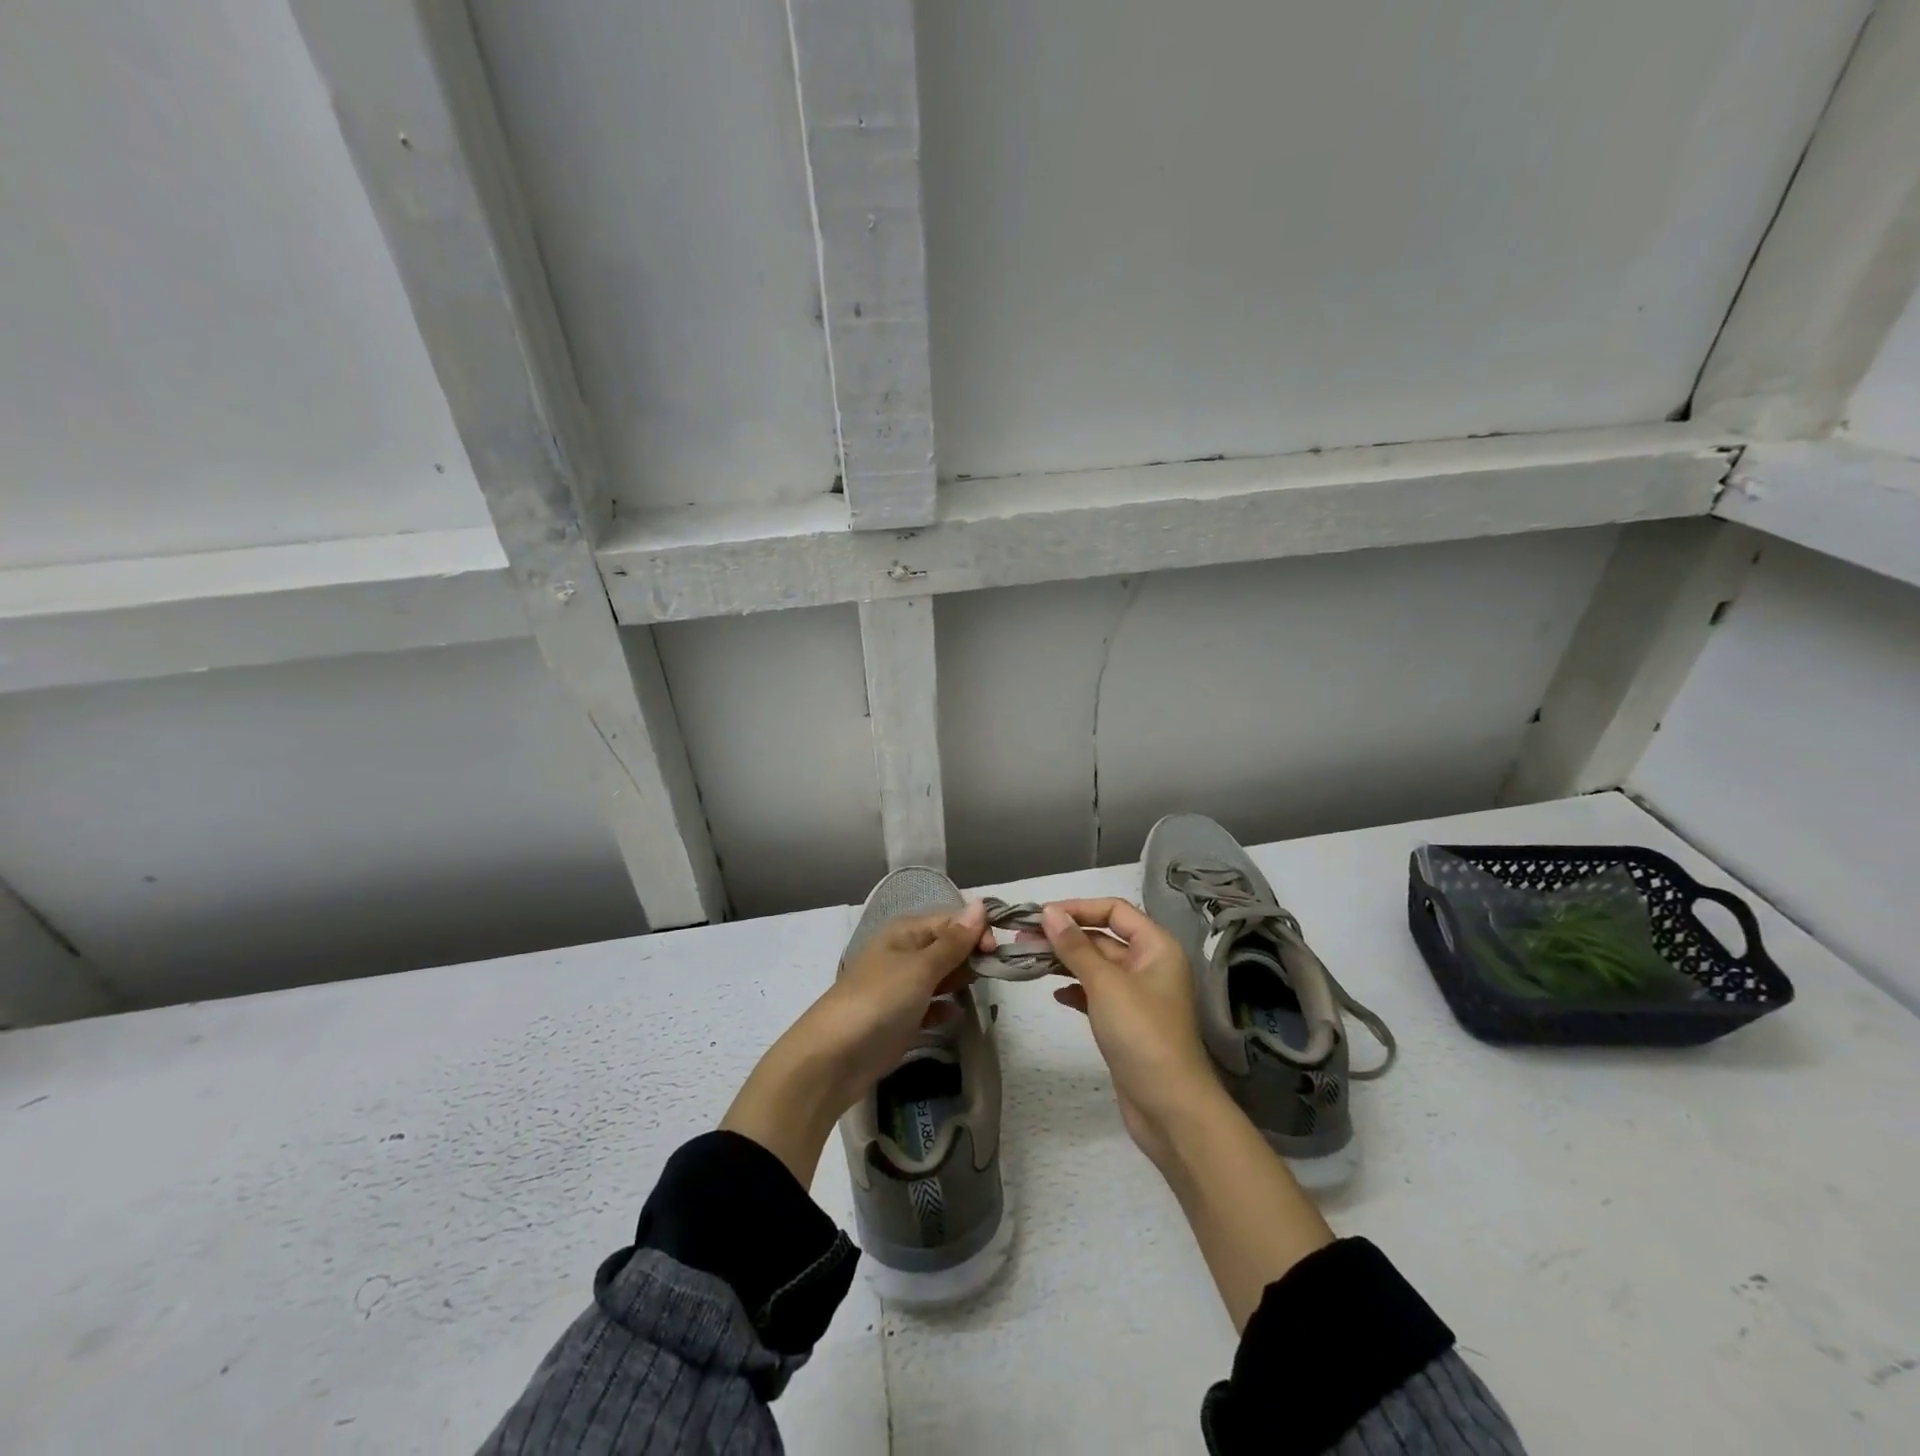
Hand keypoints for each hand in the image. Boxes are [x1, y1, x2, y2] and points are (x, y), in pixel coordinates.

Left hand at [720, 903, 990, 1185]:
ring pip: (940, 976)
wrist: (832, 1059)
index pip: (950, 920)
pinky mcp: (900, 1020)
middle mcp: (903, 954)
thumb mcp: (920, 967)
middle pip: (946, 946)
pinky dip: (944, 1008)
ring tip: (981, 990)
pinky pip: (930, 1006)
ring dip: (960, 980)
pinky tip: (957, 1015)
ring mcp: (900, 988)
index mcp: (905, 933)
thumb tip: (980, 904)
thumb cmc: (878, 1002)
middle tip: (996, 971)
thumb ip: (953, 941)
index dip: (976, 930)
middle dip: (971, 955)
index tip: (997, 950)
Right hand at [1042, 898, 1332, 1329]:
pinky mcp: (1126, 1023)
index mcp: (1156, 947)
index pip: (1114, 910)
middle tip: (1022, 938)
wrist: (1170, 1108)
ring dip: (1065, 961)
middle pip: (1103, 937)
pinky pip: (1096, 994)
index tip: (1040, 914)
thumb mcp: (1106, 984)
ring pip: (1096, 966)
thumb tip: (1049, 912)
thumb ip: (1075, 947)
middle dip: (1065, 935)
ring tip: (1028, 960)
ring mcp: (1138, 996)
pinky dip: (1075, 990)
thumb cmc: (1142, 1034)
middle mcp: (1150, 965)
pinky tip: (1054, 994)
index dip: (1078, 908)